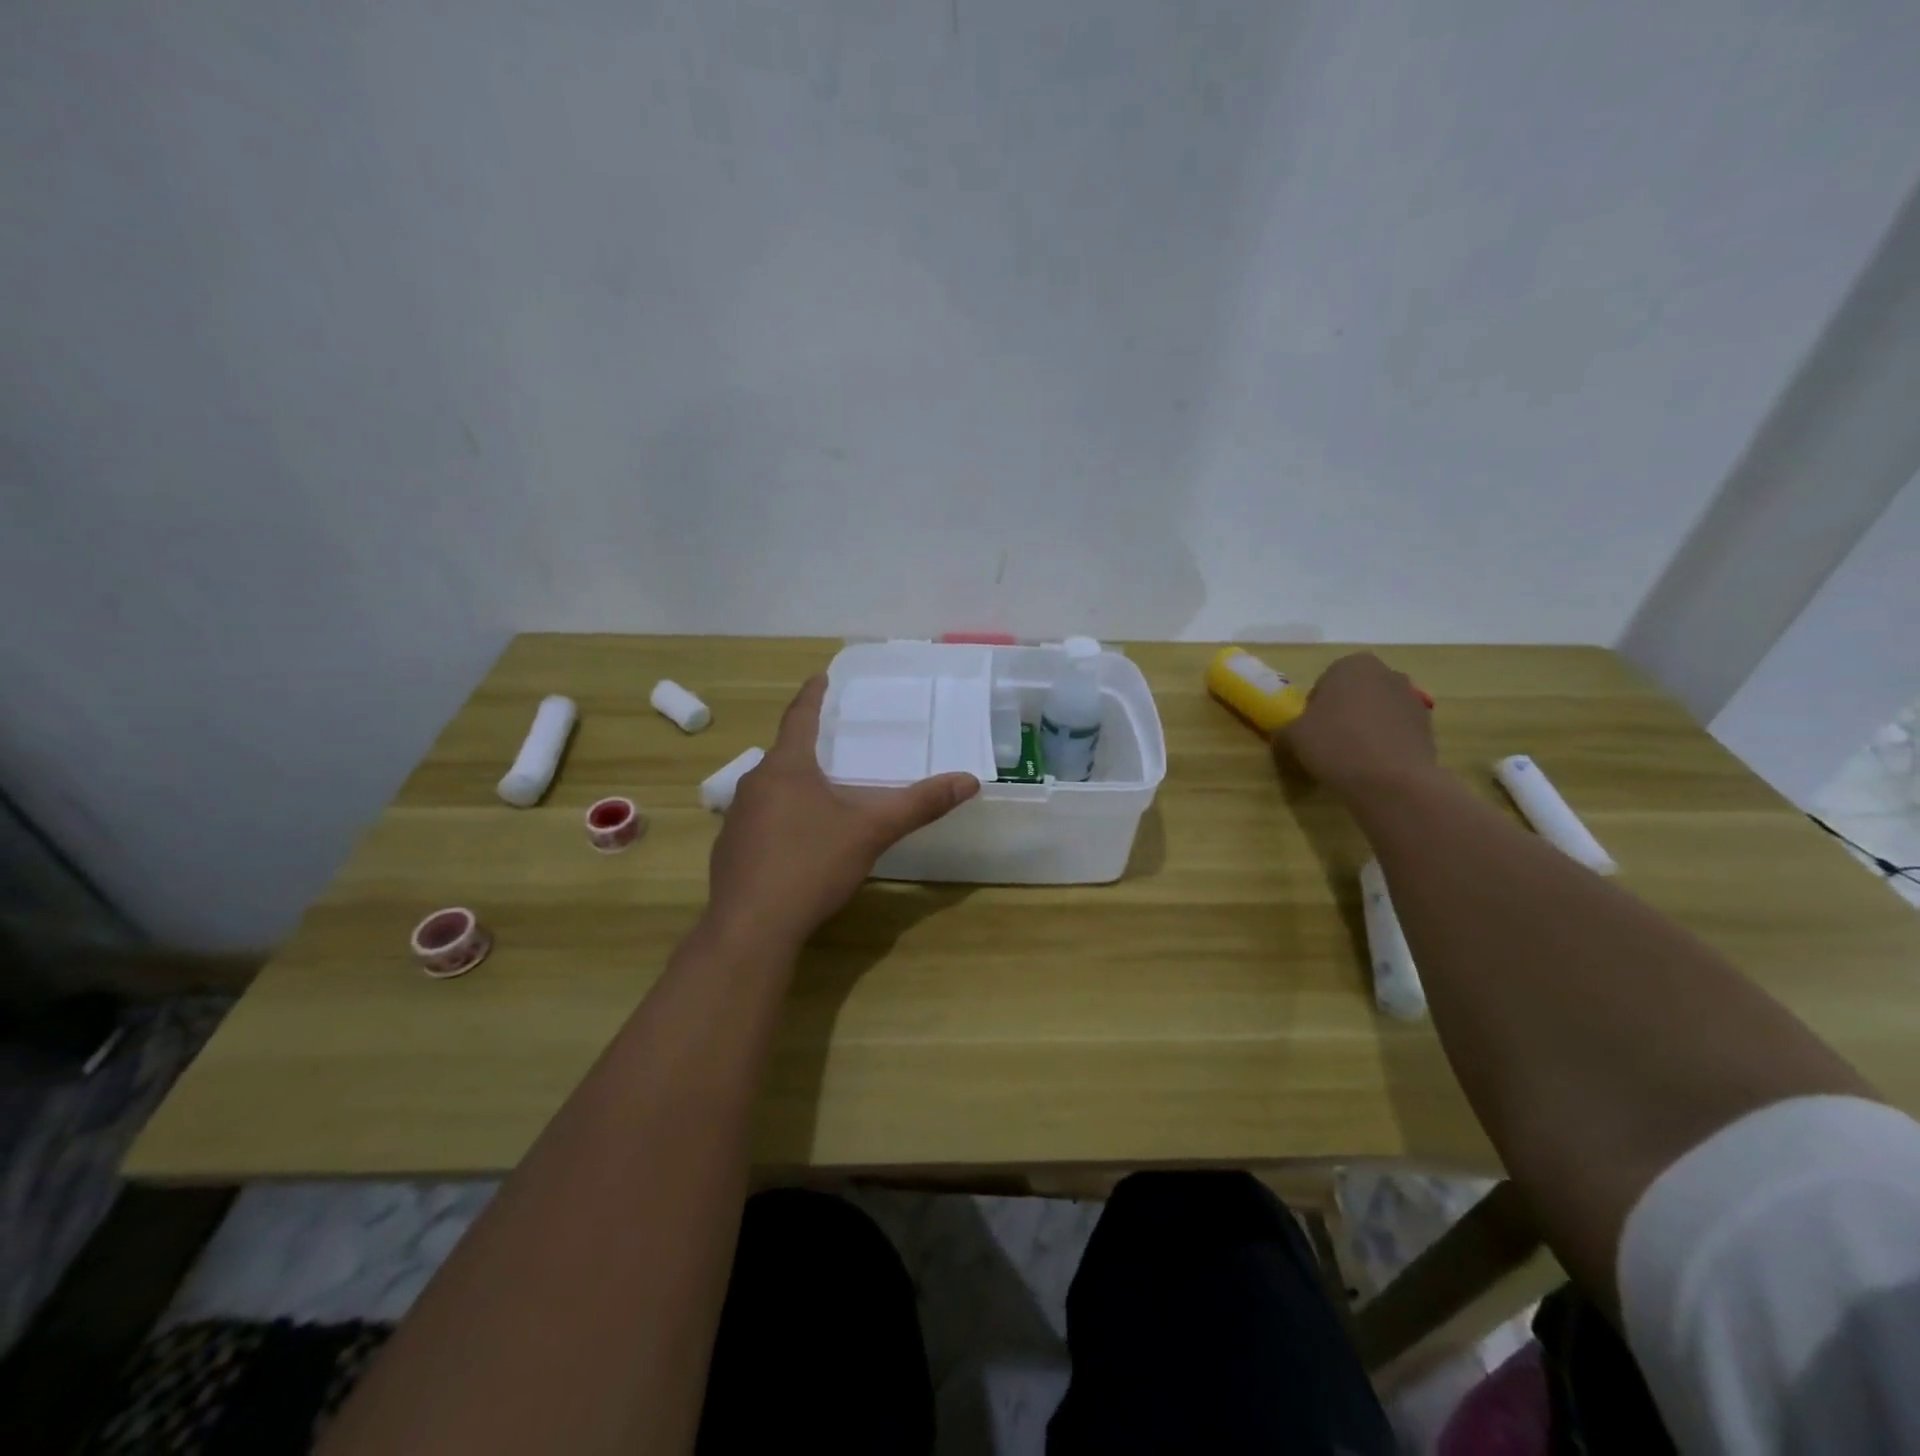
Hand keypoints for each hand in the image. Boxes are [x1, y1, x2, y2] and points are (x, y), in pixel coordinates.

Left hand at [705, 675, 981, 950]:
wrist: (751, 928)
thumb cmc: (811, 865)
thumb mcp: (871, 832)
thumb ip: (918, 805)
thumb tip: (969, 780)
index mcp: (786, 768)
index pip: (800, 717)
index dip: (812, 695)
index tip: (820, 677)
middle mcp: (754, 784)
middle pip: (783, 754)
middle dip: (807, 746)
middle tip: (834, 742)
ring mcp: (736, 818)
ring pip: (770, 789)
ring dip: (793, 784)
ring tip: (820, 791)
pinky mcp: (729, 850)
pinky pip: (759, 820)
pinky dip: (780, 818)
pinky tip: (796, 841)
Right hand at [1277, 652, 1438, 798]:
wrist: (1392, 780)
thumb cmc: (1335, 744)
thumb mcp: (1292, 736)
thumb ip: (1285, 729)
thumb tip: (1285, 735)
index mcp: (1351, 665)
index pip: (1324, 684)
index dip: (1314, 709)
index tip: (1311, 731)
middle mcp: (1386, 673)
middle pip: (1354, 694)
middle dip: (1343, 713)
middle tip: (1330, 743)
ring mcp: (1412, 698)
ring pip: (1377, 711)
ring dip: (1365, 727)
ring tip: (1354, 757)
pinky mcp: (1428, 725)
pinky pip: (1396, 730)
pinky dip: (1385, 742)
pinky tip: (1375, 765)